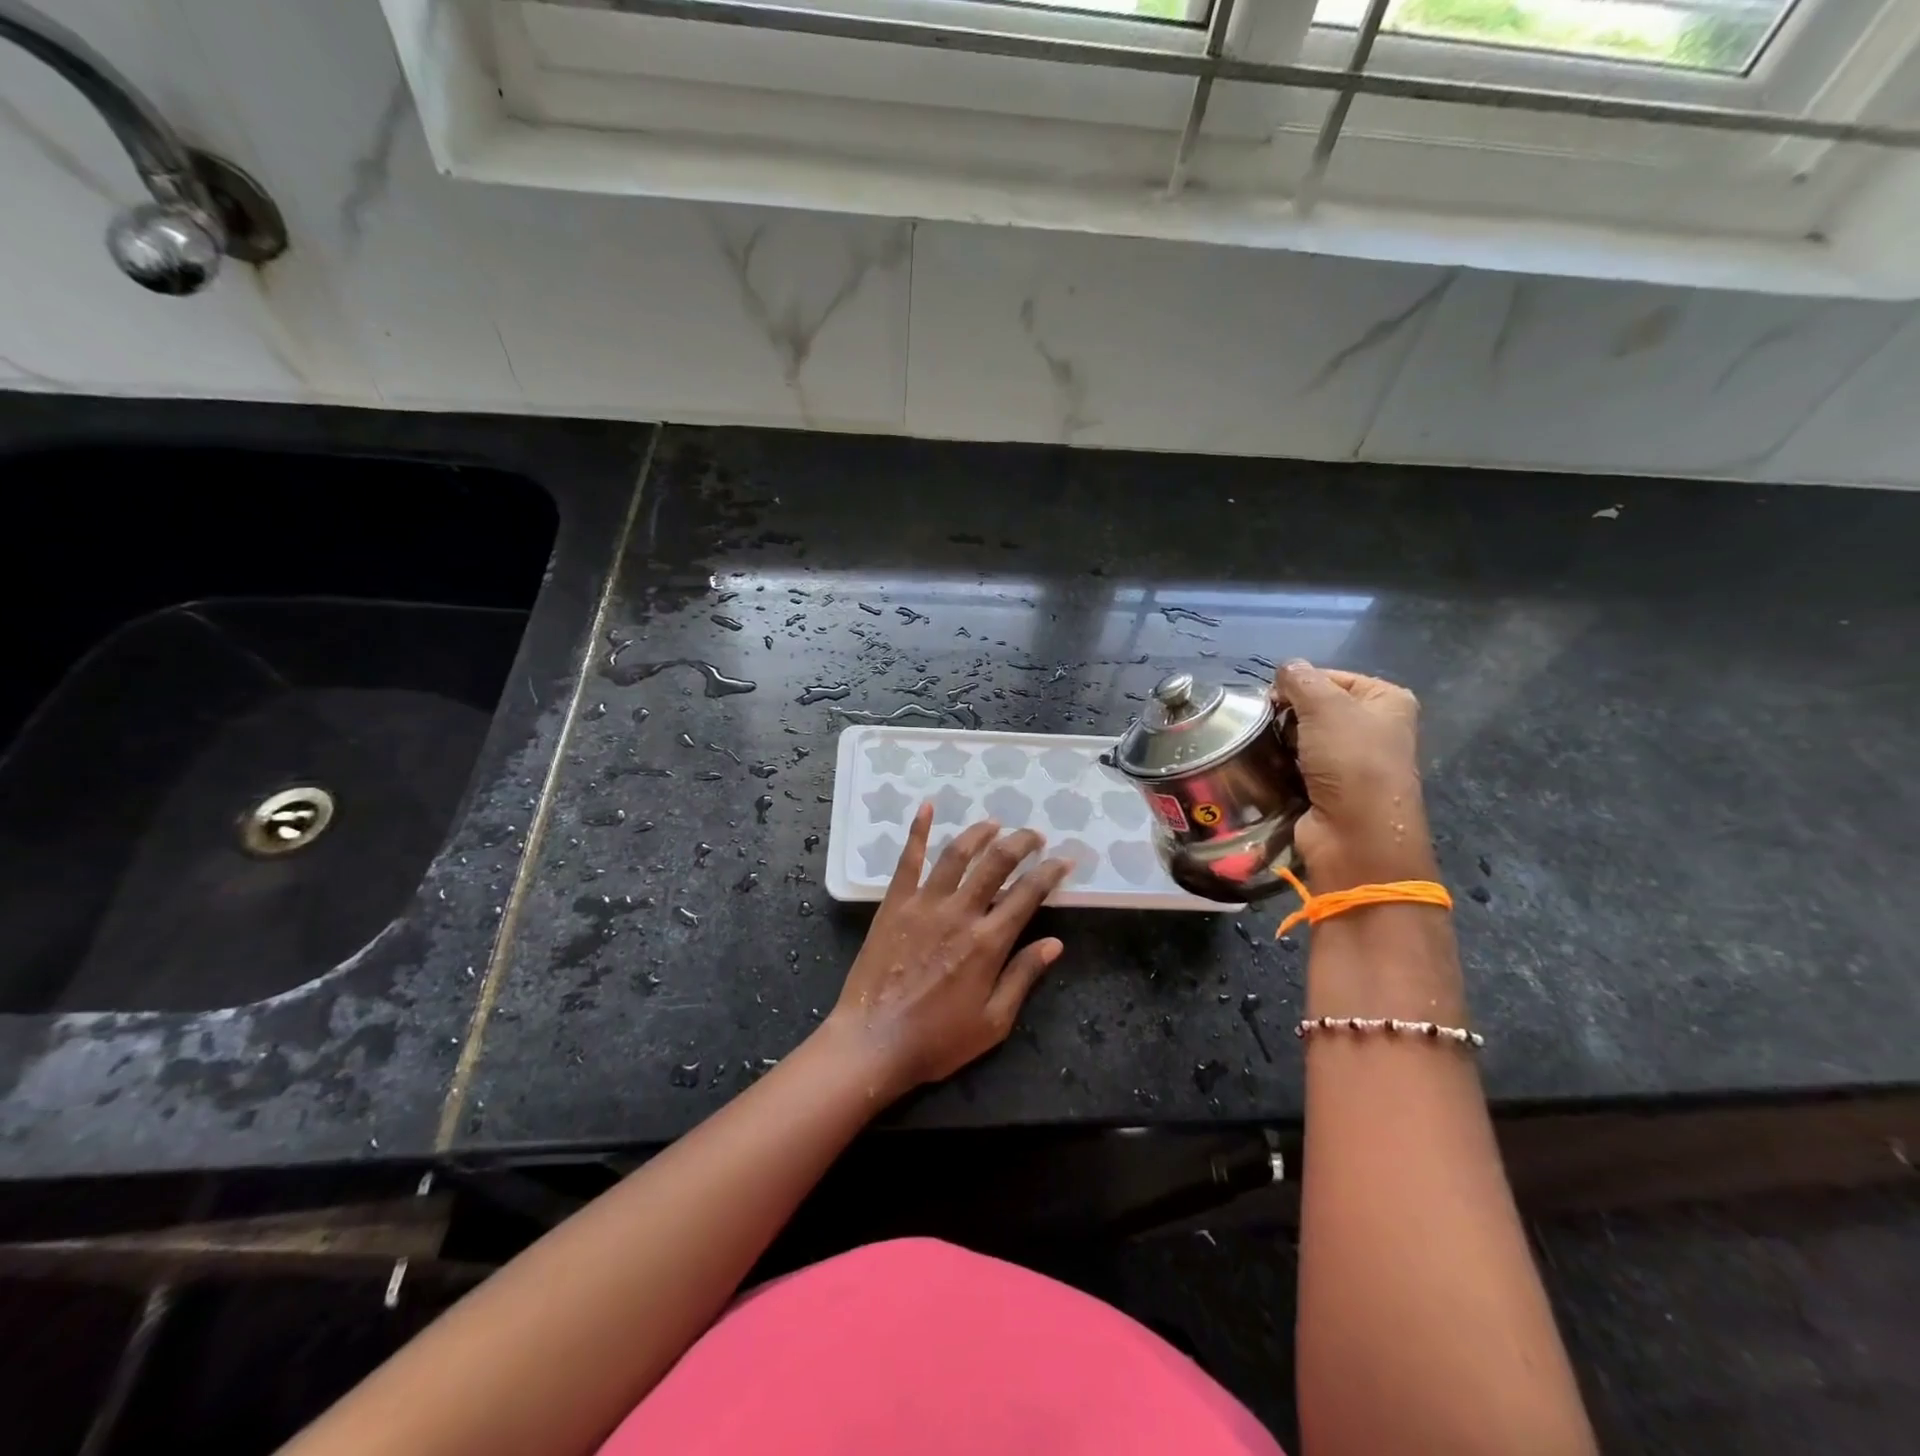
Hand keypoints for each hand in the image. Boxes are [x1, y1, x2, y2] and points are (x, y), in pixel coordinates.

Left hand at [824, 804, 1071, 1098]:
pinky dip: (918, 830)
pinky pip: (908, 859)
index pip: (1028, 894)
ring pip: (957, 854)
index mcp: (988, 943)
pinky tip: (926, 807)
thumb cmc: (936, 1039)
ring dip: (979, 833)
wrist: (872, 1043)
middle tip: (1035, 835)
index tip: (1065, 860)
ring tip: (995, 823)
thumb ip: (1023, 976)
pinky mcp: (894, 904)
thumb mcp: (993, 1022)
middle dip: (1021, 843)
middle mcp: (959, 913)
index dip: (1050, 872)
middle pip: (996, 863)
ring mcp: (923, 904)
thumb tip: (1054, 942)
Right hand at [1271, 660, 1435, 891]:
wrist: (1356, 834)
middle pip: (1315, 707)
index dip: (1299, 684)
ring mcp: (1353, 761)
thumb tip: (1284, 670)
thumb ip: (1300, 679)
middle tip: (1267, 723)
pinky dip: (1281, 765)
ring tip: (1264, 747)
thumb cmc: (1351, 760)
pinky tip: (1269, 767)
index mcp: (1386, 700)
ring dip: (1281, 741)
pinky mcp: (1330, 788)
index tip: (1273, 698)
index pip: (1330, 676)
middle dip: (1288, 713)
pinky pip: (1297, 765)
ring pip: (1302, 737)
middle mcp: (1374, 728)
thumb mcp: (1325, 705)